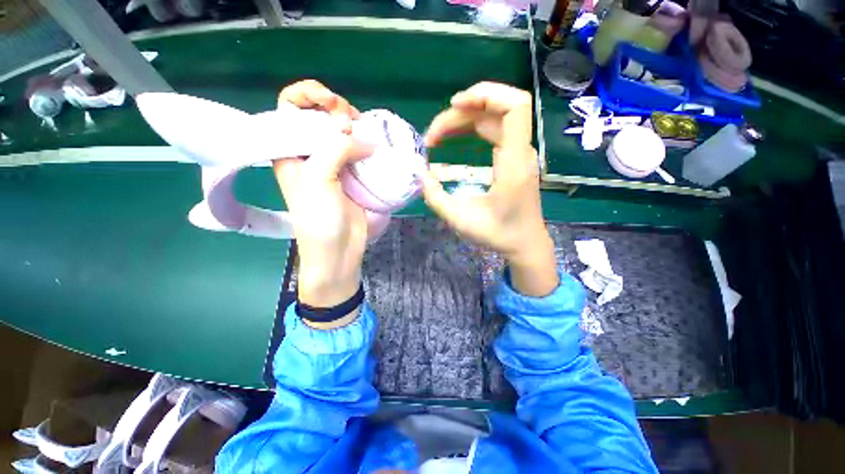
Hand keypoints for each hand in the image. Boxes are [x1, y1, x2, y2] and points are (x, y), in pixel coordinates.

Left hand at [273, 80, 369, 327]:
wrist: (338, 251)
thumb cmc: (320, 220)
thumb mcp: (318, 180)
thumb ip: (336, 151)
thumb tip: (364, 140)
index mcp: (290, 152)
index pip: (290, 109)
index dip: (307, 96)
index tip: (328, 102)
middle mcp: (310, 155)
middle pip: (321, 118)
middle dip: (336, 110)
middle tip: (351, 122)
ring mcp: (334, 166)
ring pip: (343, 135)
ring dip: (355, 128)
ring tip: (366, 133)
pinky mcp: (353, 177)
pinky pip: (360, 153)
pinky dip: (368, 146)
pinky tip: (376, 146)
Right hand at [421, 82, 557, 296]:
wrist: (525, 244)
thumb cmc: (499, 235)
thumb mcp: (461, 221)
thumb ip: (436, 197)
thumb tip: (418, 172)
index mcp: (514, 164)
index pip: (515, 107)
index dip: (486, 95)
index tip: (455, 105)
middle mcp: (520, 152)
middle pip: (496, 110)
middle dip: (460, 114)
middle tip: (432, 137)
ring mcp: (519, 153)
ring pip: (494, 118)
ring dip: (464, 120)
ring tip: (437, 136)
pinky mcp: (514, 157)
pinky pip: (495, 129)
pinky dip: (473, 127)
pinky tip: (455, 136)